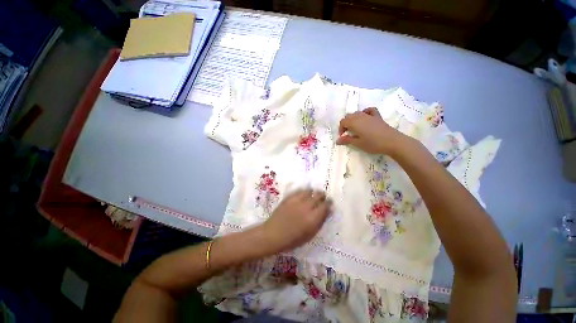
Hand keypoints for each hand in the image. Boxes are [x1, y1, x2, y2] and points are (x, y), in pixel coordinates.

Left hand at [260, 189, 330, 253]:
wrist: (273, 234)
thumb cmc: (292, 239)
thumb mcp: (309, 234)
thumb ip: (320, 222)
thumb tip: (328, 211)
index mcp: (313, 218)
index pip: (325, 205)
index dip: (329, 203)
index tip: (329, 202)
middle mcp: (306, 207)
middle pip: (318, 195)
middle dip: (322, 195)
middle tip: (322, 197)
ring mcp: (297, 200)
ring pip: (309, 191)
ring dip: (313, 192)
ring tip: (313, 194)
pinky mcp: (289, 197)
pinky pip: (299, 191)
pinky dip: (304, 192)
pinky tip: (303, 194)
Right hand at [337, 107, 407, 154]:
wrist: (392, 142)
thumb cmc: (373, 144)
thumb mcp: (358, 143)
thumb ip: (347, 140)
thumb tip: (337, 140)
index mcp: (354, 122)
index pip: (343, 122)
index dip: (341, 129)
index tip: (342, 137)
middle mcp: (360, 116)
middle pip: (349, 116)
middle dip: (346, 124)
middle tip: (347, 134)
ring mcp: (369, 115)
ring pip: (357, 113)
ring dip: (353, 119)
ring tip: (355, 129)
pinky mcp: (377, 116)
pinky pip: (369, 110)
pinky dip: (365, 113)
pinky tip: (365, 118)